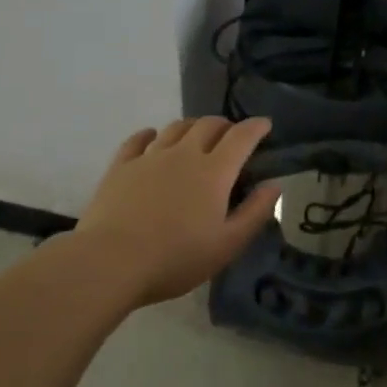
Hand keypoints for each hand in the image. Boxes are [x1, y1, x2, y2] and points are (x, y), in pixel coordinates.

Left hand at [73, 117, 280, 307]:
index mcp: (213, 172)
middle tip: (231, 136)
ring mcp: (149, 156)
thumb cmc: (176, 258)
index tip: (265, 124)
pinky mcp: (121, 165)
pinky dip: (152, 134)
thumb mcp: (227, 245)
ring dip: (192, 127)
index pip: (240, 137)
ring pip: (175, 127)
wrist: (111, 261)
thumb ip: (254, 213)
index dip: (256, 127)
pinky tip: (153, 139)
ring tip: (196, 136)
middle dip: (225, 125)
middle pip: (208, 125)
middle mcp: (183, 154)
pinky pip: (139, 139)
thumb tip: (274, 185)